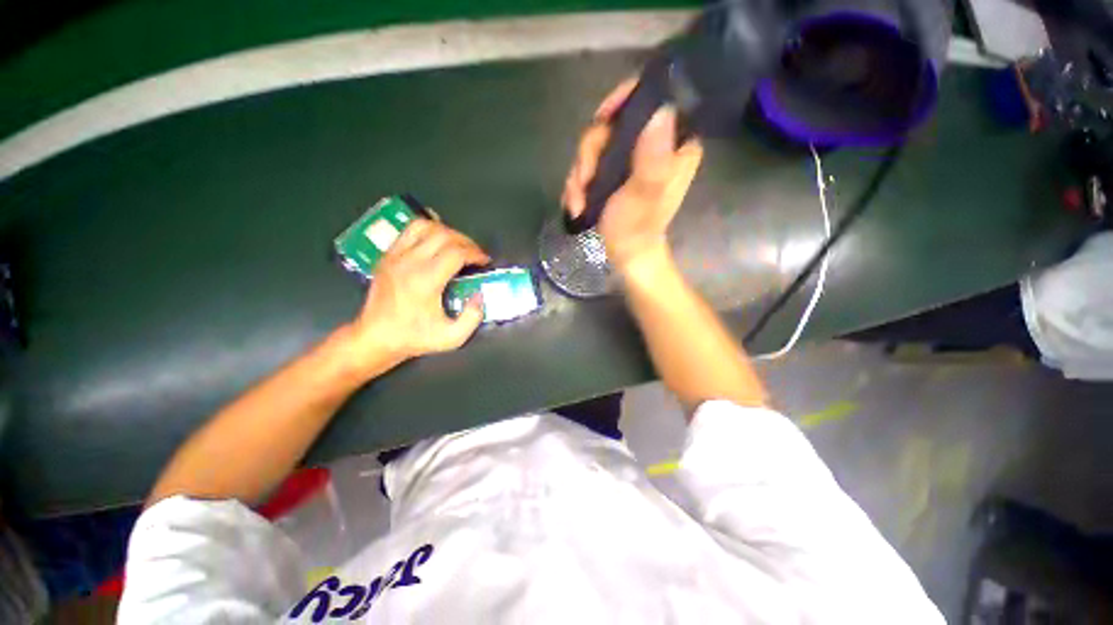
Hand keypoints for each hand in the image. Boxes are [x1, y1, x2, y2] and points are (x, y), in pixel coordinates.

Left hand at [342, 219, 489, 377]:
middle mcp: (409, 262)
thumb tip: (480, 294)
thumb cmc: (414, 338)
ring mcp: (395, 256)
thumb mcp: (452, 337)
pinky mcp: (387, 255)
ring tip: (457, 245)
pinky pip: (409, 230)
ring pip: (425, 226)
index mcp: (426, 280)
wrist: (374, 338)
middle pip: (444, 235)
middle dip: (466, 241)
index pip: (456, 252)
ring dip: (447, 231)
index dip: (475, 253)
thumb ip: (473, 317)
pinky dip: (427, 229)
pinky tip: (436, 240)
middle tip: (475, 254)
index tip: (485, 262)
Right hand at [562, 79, 703, 270]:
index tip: (602, 120)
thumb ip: (653, 156)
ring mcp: (630, 159)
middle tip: (583, 181)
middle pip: (613, 123)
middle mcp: (653, 144)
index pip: (653, 99)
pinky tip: (577, 204)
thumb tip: (661, 109)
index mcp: (675, 143)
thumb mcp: (645, 193)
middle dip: (590, 155)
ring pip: (595, 145)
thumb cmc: (638, 227)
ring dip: (579, 175)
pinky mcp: (614, 173)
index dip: (624, 101)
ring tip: (577, 202)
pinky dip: (579, 184)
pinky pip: (589, 164)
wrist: (625, 254)